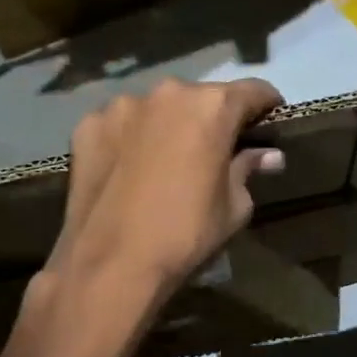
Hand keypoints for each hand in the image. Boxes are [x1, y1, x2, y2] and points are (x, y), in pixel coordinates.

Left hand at [45, 77, 286, 306]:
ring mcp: (121, 106)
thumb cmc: (185, 234)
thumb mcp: (234, 207)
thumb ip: (248, 169)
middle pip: (201, 98)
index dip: (266, 106)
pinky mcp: (88, 126)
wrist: (110, 264)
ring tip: (165, 160)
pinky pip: (120, 125)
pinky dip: (130, 139)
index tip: (269, 123)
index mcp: (212, 107)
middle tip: (214, 150)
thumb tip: (267, 155)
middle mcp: (167, 92)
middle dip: (212, 118)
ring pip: (157, 109)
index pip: (253, 91)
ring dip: (167, 125)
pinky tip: (128, 169)